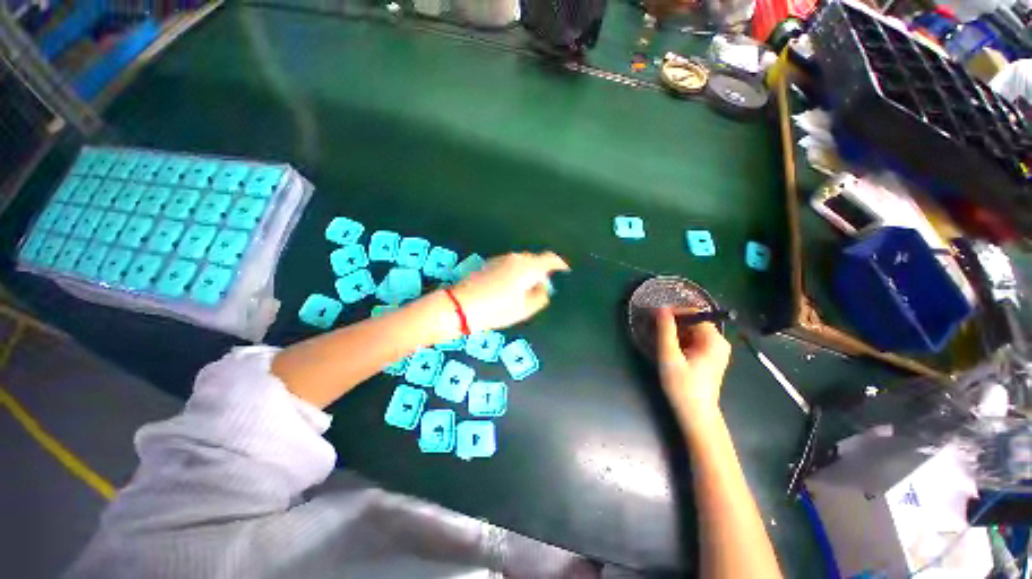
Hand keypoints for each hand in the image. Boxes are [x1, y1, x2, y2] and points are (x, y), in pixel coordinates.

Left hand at [450, 252, 569, 332]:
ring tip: (524, 290)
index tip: (565, 271)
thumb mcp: (525, 308)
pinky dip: (515, 273)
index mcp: (527, 267)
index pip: (550, 259)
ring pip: (521, 262)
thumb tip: (544, 287)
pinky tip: (509, 287)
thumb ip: (540, 296)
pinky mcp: (489, 263)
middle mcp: (515, 258)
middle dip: (541, 271)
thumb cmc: (497, 309)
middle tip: (542, 287)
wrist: (461, 306)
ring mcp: (500, 259)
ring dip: (527, 272)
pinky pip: (509, 265)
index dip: (560, 264)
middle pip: (535, 260)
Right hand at [655, 307, 731, 422]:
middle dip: (673, 323)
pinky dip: (680, 341)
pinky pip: (694, 341)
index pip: (694, 314)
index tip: (655, 316)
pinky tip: (669, 350)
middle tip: (654, 329)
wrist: (696, 415)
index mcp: (714, 340)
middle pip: (693, 322)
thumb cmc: (683, 386)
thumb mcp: (670, 356)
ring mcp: (715, 351)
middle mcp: (719, 342)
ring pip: (692, 332)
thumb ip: (665, 331)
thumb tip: (660, 308)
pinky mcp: (710, 358)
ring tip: (659, 340)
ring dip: (675, 332)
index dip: (674, 312)